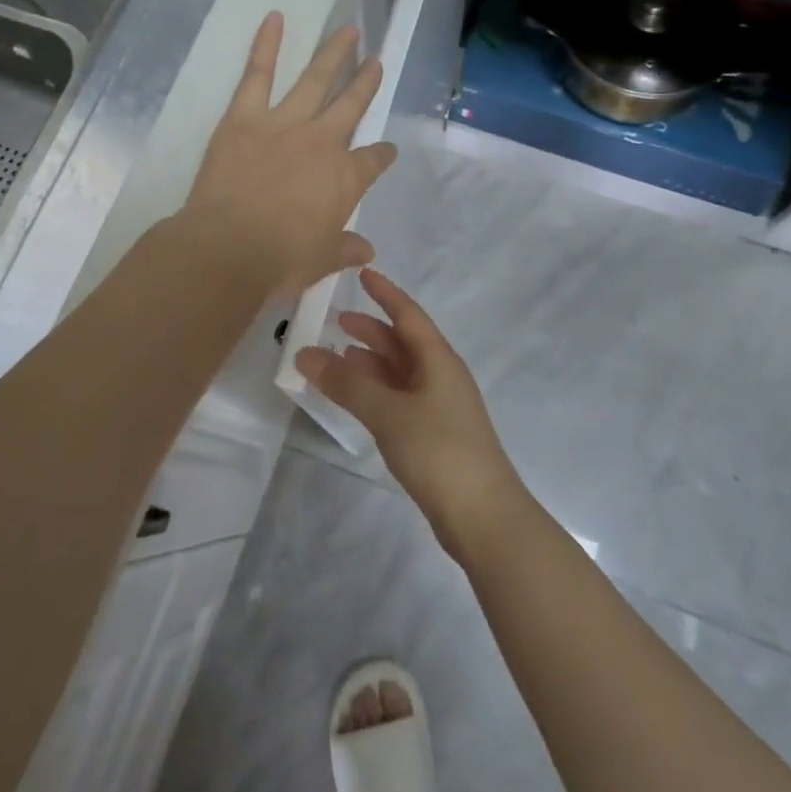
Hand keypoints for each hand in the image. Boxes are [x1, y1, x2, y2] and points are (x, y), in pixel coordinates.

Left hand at [179, 13, 398, 296]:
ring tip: (349, 31)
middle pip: (351, 106)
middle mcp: (322, 143)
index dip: (382, 155)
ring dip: (334, 54)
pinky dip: (267, 44)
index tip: (387, 150)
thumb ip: (345, 250)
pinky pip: (258, 74)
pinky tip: (275, 18)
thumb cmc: (280, 260)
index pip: (373, 161)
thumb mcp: (321, 261)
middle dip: (365, 83)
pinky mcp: (245, 117)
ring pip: (316, 80)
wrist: (228, 249)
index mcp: (345, 179)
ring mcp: (285, 124)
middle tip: (376, 61)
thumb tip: (367, 251)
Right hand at [296, 269, 528, 560]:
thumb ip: (347, 383)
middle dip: (372, 329)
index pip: (408, 315)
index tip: (362, 273)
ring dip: (372, 362)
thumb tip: (305, 354)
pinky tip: (358, 398)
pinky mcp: (434, 436)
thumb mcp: (388, 412)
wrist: (484, 518)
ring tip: (339, 356)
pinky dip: (376, 390)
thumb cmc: (439, 452)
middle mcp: (441, 377)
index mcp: (439, 360)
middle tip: (337, 320)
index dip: (385, 293)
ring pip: (400, 372)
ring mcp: (440, 408)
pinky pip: (399, 398)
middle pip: (404, 342)